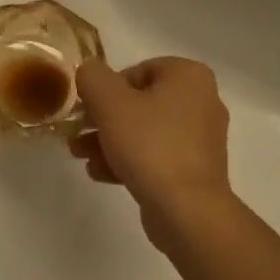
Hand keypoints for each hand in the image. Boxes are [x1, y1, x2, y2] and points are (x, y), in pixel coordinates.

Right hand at [68, 57, 233, 251]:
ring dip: (109, 141)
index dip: (106, 88)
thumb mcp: (109, 102)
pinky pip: (156, 156)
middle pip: (139, 102)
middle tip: (77, 132)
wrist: (186, 209)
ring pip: (144, 131)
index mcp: (189, 76)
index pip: (138, 70)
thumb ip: (93, 77)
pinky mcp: (195, 170)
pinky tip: (100, 173)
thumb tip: (89, 72)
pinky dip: (128, 160)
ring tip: (80, 155)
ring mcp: (201, 139)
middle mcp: (202, 101)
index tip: (87, 108)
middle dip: (103, 119)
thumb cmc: (149, 145)